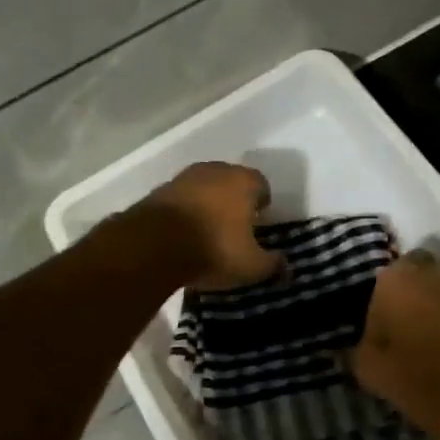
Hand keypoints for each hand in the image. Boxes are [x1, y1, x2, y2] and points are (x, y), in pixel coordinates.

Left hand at [135, 162, 283, 291]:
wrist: (153, 244)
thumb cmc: (213, 249)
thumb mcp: (251, 266)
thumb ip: (272, 265)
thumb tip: (286, 268)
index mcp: (244, 182)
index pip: (261, 185)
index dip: (262, 204)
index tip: (259, 223)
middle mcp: (215, 171)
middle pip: (232, 181)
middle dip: (235, 200)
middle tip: (236, 227)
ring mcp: (184, 178)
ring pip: (204, 188)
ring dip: (208, 204)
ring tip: (208, 231)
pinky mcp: (159, 190)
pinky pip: (181, 199)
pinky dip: (185, 211)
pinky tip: (183, 233)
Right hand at [352, 249, 439, 398]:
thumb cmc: (403, 366)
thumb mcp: (365, 365)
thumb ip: (357, 351)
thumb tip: (347, 352)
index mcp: (395, 277)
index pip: (391, 269)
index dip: (390, 290)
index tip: (386, 312)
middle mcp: (433, 273)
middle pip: (427, 270)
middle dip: (421, 286)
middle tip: (411, 316)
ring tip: (436, 334)